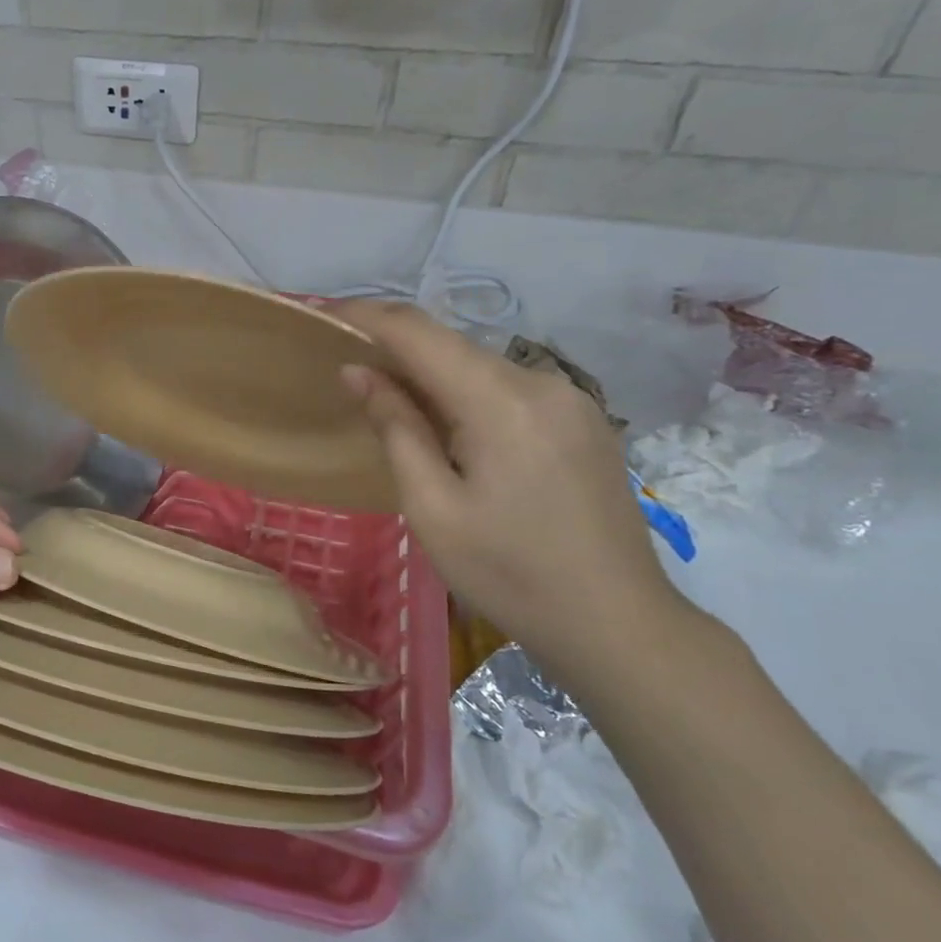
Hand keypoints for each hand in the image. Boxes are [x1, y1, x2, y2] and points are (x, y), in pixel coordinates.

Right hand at [330, 301, 686, 678]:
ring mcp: (570, 399)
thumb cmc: (510, 575)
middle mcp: (541, 383)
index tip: (321, 315)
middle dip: (392, 345)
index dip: (365, 316)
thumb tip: (358, 371)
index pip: (419, 333)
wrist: (620, 626)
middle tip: (343, 363)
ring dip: (427, 372)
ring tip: (385, 397)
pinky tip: (445, 424)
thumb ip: (395, 428)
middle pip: (450, 345)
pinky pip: (506, 387)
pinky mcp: (581, 420)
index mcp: (502, 402)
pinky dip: (463, 391)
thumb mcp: (433, 508)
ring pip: (477, 365)